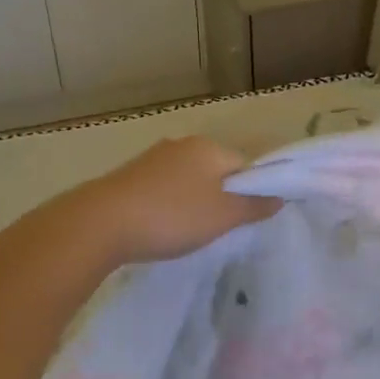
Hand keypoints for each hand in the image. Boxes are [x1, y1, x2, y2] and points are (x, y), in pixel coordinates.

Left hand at [72, 136, 280, 264]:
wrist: (99, 224)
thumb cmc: (172, 216)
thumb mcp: (224, 216)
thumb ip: (255, 206)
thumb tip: (280, 197)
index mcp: (209, 147)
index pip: (245, 166)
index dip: (251, 192)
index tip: (244, 220)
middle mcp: (181, 145)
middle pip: (216, 172)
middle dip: (221, 198)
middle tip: (218, 230)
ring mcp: (151, 159)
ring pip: (188, 181)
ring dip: (193, 204)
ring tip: (187, 233)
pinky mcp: (128, 177)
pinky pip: (163, 190)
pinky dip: (168, 207)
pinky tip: (161, 228)